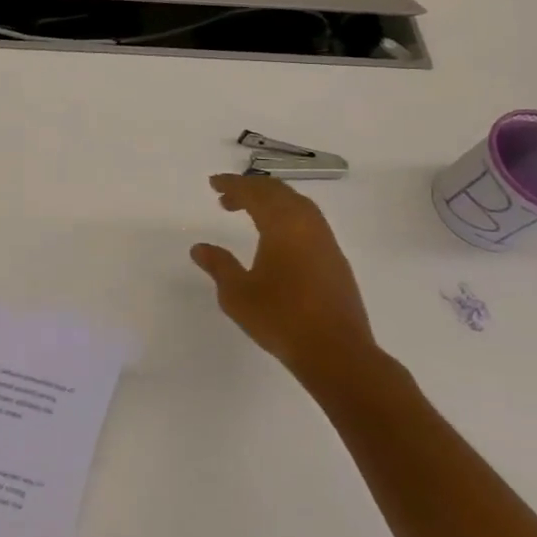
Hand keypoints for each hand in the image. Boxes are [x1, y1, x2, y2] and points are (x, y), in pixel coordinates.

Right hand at [190, 174, 377, 393]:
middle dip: (251, 189)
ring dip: (272, 202)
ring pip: (298, 205)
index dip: (232, 184)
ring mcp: (326, 242)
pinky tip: (277, 238)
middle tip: (226, 197)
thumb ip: (219, 265)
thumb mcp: (237, 293)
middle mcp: (307, 225)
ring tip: (249, 213)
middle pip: (279, 192)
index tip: (213, 183)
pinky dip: (288, 217)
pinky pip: (309, 222)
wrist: (337, 353)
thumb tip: (199, 248)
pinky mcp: (336, 261)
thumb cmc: (281, 318)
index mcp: (282, 225)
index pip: (254, 193)